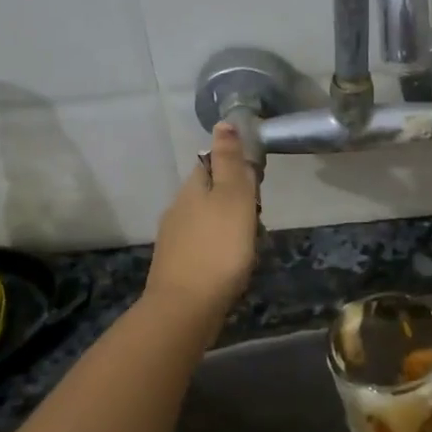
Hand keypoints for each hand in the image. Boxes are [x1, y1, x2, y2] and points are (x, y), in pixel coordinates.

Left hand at [145, 123, 259, 319]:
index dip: (234, 167)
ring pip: (206, 221)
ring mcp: (173, 240)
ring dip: (227, 227)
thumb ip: (229, 161)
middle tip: (257, 220)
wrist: (186, 308)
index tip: (255, 184)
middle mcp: (177, 209)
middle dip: (234, 201)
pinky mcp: (176, 267)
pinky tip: (230, 265)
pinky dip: (218, 250)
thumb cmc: (218, 248)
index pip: (210, 163)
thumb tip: (223, 122)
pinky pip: (202, 247)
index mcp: (192, 188)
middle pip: (209, 193)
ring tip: (248, 246)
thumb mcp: (233, 197)